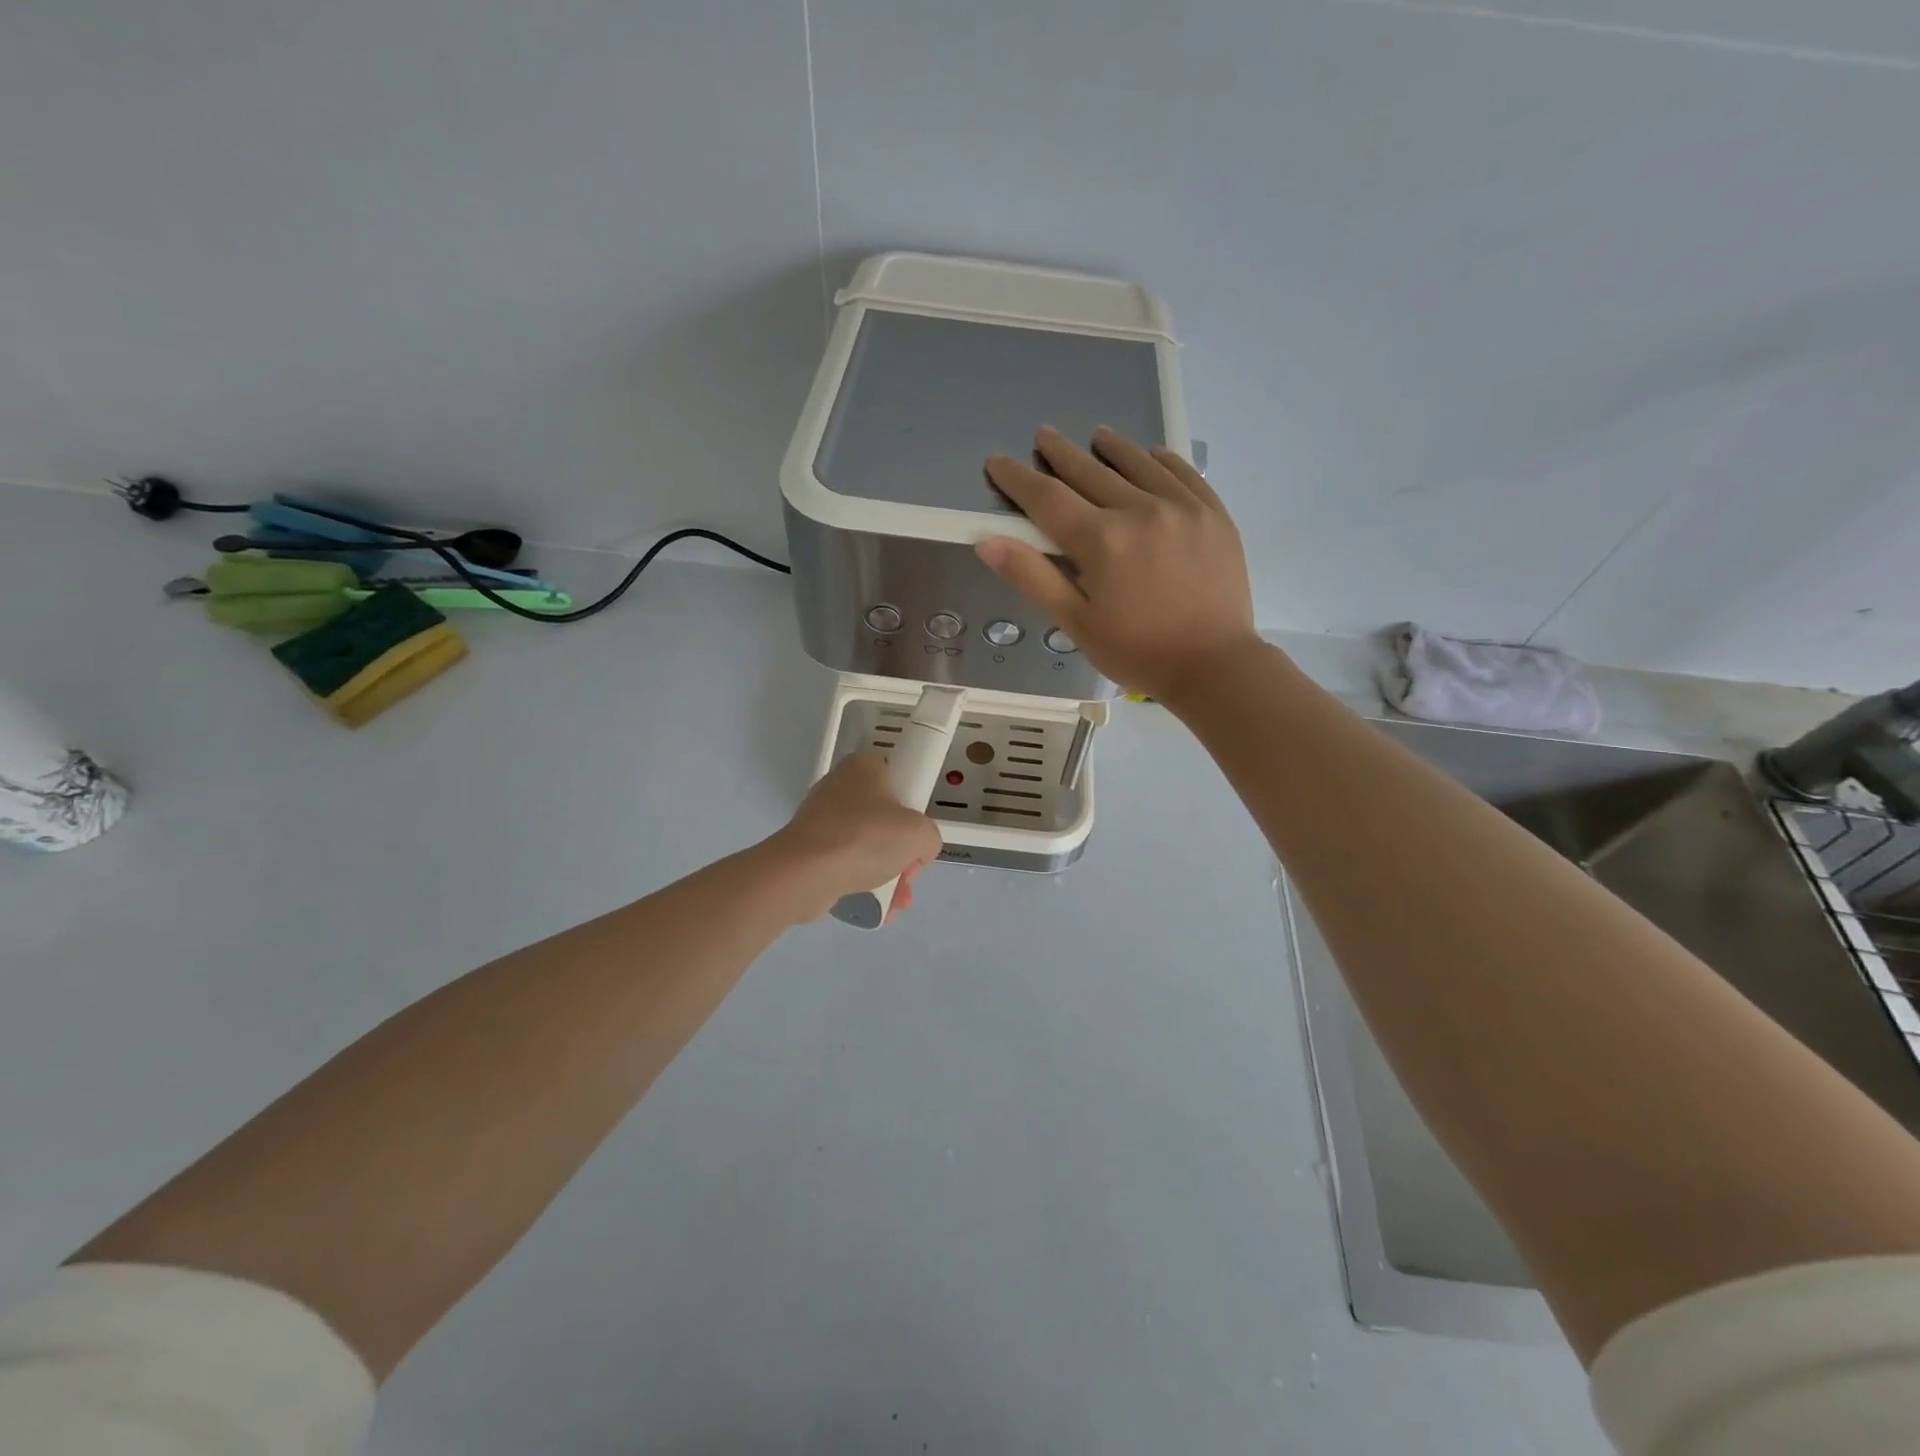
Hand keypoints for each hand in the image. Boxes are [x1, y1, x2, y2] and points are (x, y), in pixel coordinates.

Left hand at [763, 752, 944, 922]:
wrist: (804, 874)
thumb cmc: (865, 839)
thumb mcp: (919, 834)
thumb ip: (929, 837)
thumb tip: (916, 851)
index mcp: (864, 766)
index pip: (900, 780)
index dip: (914, 810)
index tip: (916, 835)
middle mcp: (840, 785)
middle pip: (885, 817)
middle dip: (901, 851)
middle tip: (908, 872)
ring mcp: (821, 817)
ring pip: (867, 843)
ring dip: (887, 872)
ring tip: (897, 901)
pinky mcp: (809, 846)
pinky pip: (846, 861)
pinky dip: (862, 880)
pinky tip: (878, 907)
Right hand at [977, 426, 1259, 702]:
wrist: (1215, 666)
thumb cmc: (1138, 651)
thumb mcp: (1077, 623)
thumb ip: (1033, 578)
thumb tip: (988, 542)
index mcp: (1101, 540)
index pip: (1047, 498)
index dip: (1017, 479)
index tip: (997, 461)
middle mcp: (1140, 510)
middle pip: (1090, 471)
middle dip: (1060, 453)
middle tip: (1044, 435)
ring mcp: (1182, 507)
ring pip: (1138, 463)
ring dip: (1112, 448)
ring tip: (1096, 436)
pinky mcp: (1213, 514)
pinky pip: (1183, 472)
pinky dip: (1161, 460)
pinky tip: (1151, 455)